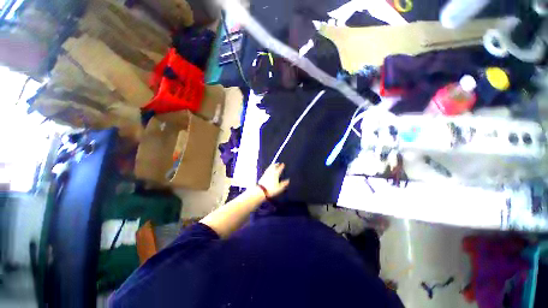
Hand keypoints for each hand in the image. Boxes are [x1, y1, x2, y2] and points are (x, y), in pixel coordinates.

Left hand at [258, 163, 289, 197]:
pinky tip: (268, 169)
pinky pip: (267, 170)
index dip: (281, 166)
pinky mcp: (263, 176)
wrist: (261, 190)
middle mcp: (271, 172)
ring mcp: (266, 173)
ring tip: (273, 164)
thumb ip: (284, 183)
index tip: (283, 164)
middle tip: (278, 163)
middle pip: (274, 166)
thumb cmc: (271, 189)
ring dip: (272, 165)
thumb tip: (288, 180)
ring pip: (269, 167)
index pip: (279, 169)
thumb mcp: (279, 187)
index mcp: (276, 174)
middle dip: (276, 164)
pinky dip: (268, 168)